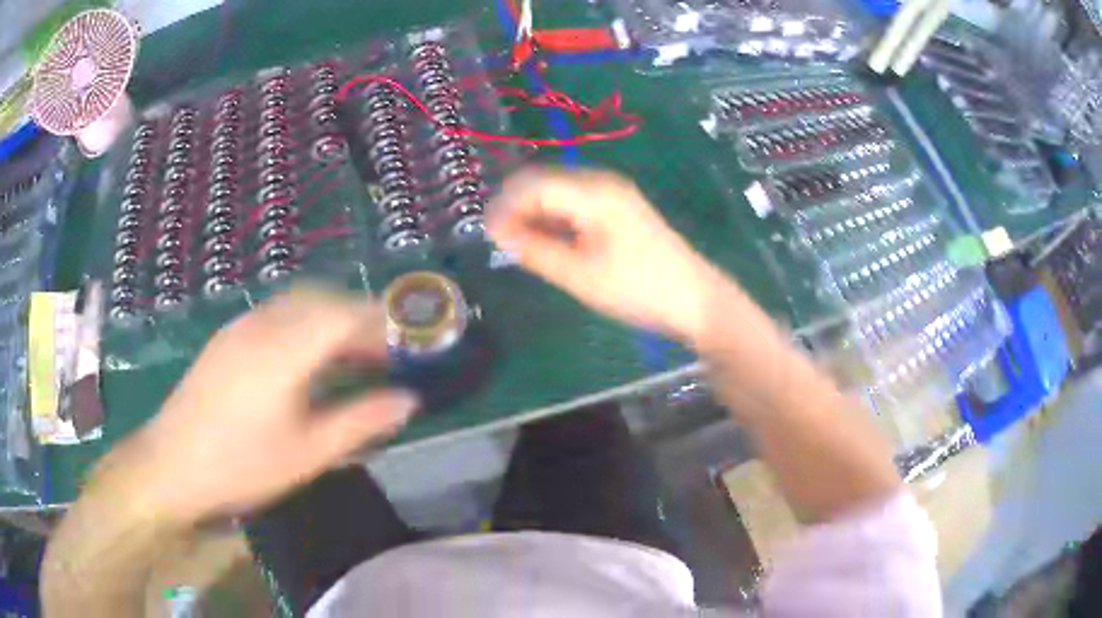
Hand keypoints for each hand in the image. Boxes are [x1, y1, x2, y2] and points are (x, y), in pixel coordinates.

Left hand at [98, 289, 418, 527]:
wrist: (170, 465)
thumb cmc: (241, 465)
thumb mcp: (307, 455)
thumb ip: (360, 422)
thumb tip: (409, 400)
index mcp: (284, 350)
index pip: (343, 313)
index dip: (380, 318)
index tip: (406, 334)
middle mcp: (261, 325)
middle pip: (320, 300)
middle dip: (357, 316)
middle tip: (382, 349)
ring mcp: (239, 328)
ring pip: (295, 305)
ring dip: (328, 319)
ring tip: (348, 355)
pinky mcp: (225, 339)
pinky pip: (274, 316)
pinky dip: (302, 326)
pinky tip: (304, 360)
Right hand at [488, 167, 724, 342]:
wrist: (696, 300)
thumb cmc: (639, 289)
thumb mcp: (580, 275)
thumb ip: (536, 251)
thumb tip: (498, 233)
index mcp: (593, 193)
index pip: (533, 185)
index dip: (504, 206)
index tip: (486, 235)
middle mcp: (603, 184)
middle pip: (545, 184)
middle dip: (518, 209)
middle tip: (501, 244)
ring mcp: (615, 195)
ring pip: (560, 195)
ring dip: (537, 216)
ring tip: (522, 248)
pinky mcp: (621, 210)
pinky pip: (577, 205)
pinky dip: (557, 221)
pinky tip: (551, 244)